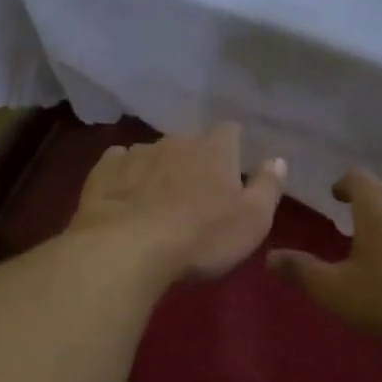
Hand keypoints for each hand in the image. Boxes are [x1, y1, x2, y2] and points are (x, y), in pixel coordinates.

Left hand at [69, 123, 286, 281]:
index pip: (230, 132)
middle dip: (193, 163)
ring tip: (156, 203)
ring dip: (158, 171)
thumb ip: (268, 187)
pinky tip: (124, 198)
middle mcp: (176, 141)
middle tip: (194, 196)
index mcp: (215, 149)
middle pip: (190, 143)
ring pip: (153, 154)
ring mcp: (136, 152)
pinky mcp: (104, 171)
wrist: (128, 248)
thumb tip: (277, 160)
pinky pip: (118, 164)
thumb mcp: (252, 220)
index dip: (233, 150)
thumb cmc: (201, 237)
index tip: (232, 172)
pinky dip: (125, 177)